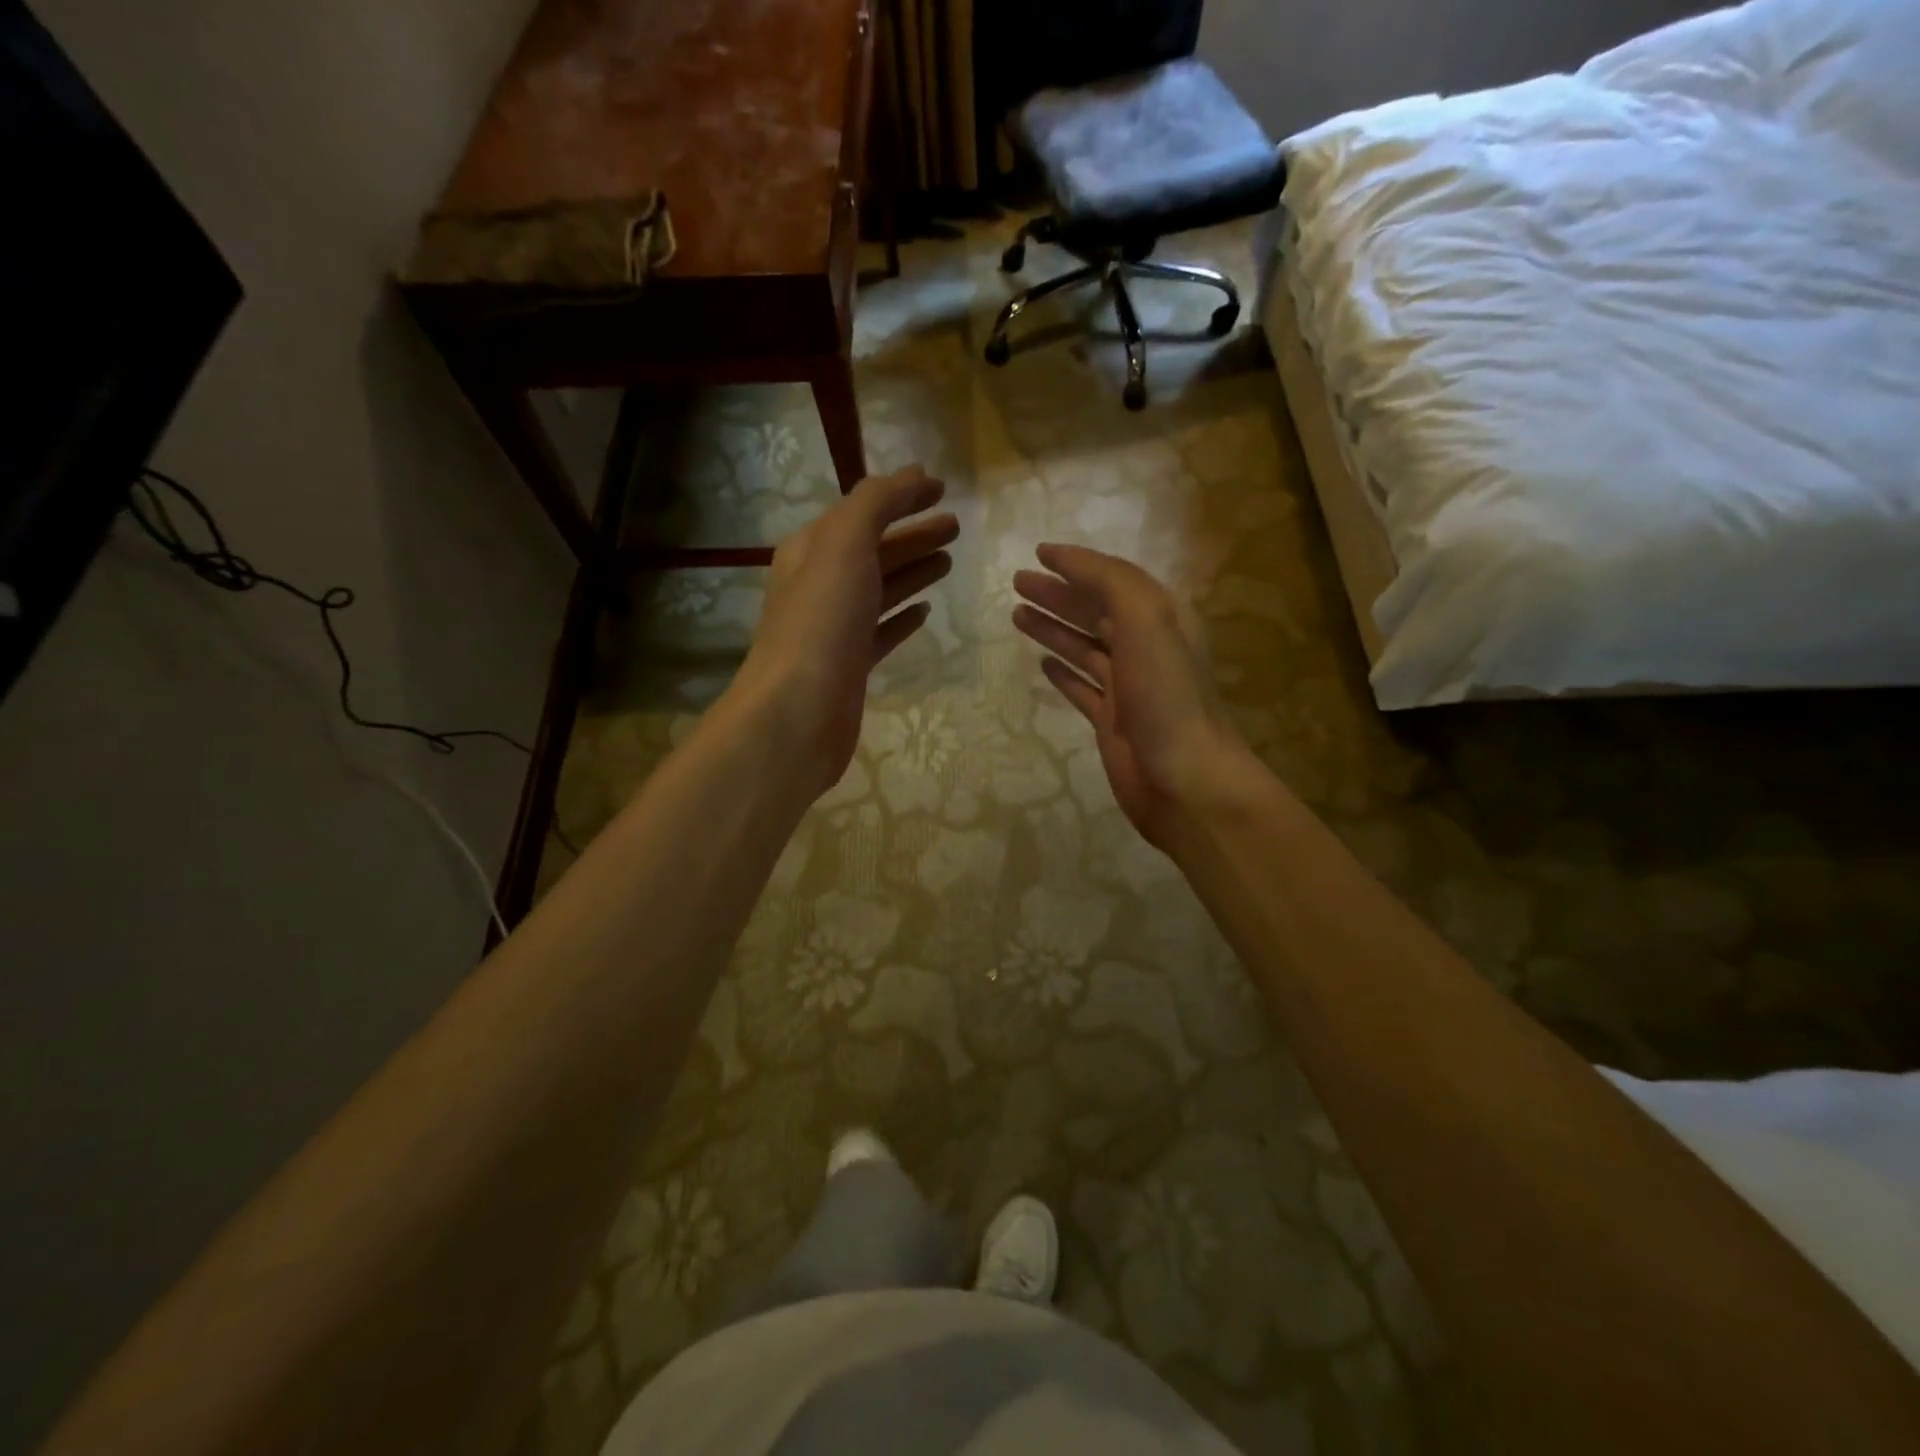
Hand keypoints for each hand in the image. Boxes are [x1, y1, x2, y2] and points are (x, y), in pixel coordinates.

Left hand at [731, 466, 957, 799]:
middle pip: (874, 549)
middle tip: (955, 527)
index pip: (862, 510)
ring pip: (881, 589)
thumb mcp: (844, 544)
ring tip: (949, 561)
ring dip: (913, 571)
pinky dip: (903, 617)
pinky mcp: (851, 665)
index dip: (900, 496)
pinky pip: (882, 631)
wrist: (798, 711)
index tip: (942, 489)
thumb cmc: (821, 620)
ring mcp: (836, 627)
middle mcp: (820, 584)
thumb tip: (911, 476)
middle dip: (913, 534)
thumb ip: (875, 504)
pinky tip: (925, 613)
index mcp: (812, 549)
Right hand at [1014, 544, 1255, 849]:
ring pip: (1083, 647)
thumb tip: (1068, 560)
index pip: (1113, 579)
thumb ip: (1110, 581)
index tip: (1038, 554)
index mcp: (1159, 619)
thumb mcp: (1146, 619)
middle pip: (1093, 611)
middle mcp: (1144, 647)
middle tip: (1017, 583)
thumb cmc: (1166, 694)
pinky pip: (1082, 687)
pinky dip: (1062, 672)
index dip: (1077, 564)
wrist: (1184, 778)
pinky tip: (1042, 663)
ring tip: (1017, 614)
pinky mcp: (1111, 720)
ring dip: (1052, 628)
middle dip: (1057, 594)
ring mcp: (1127, 686)